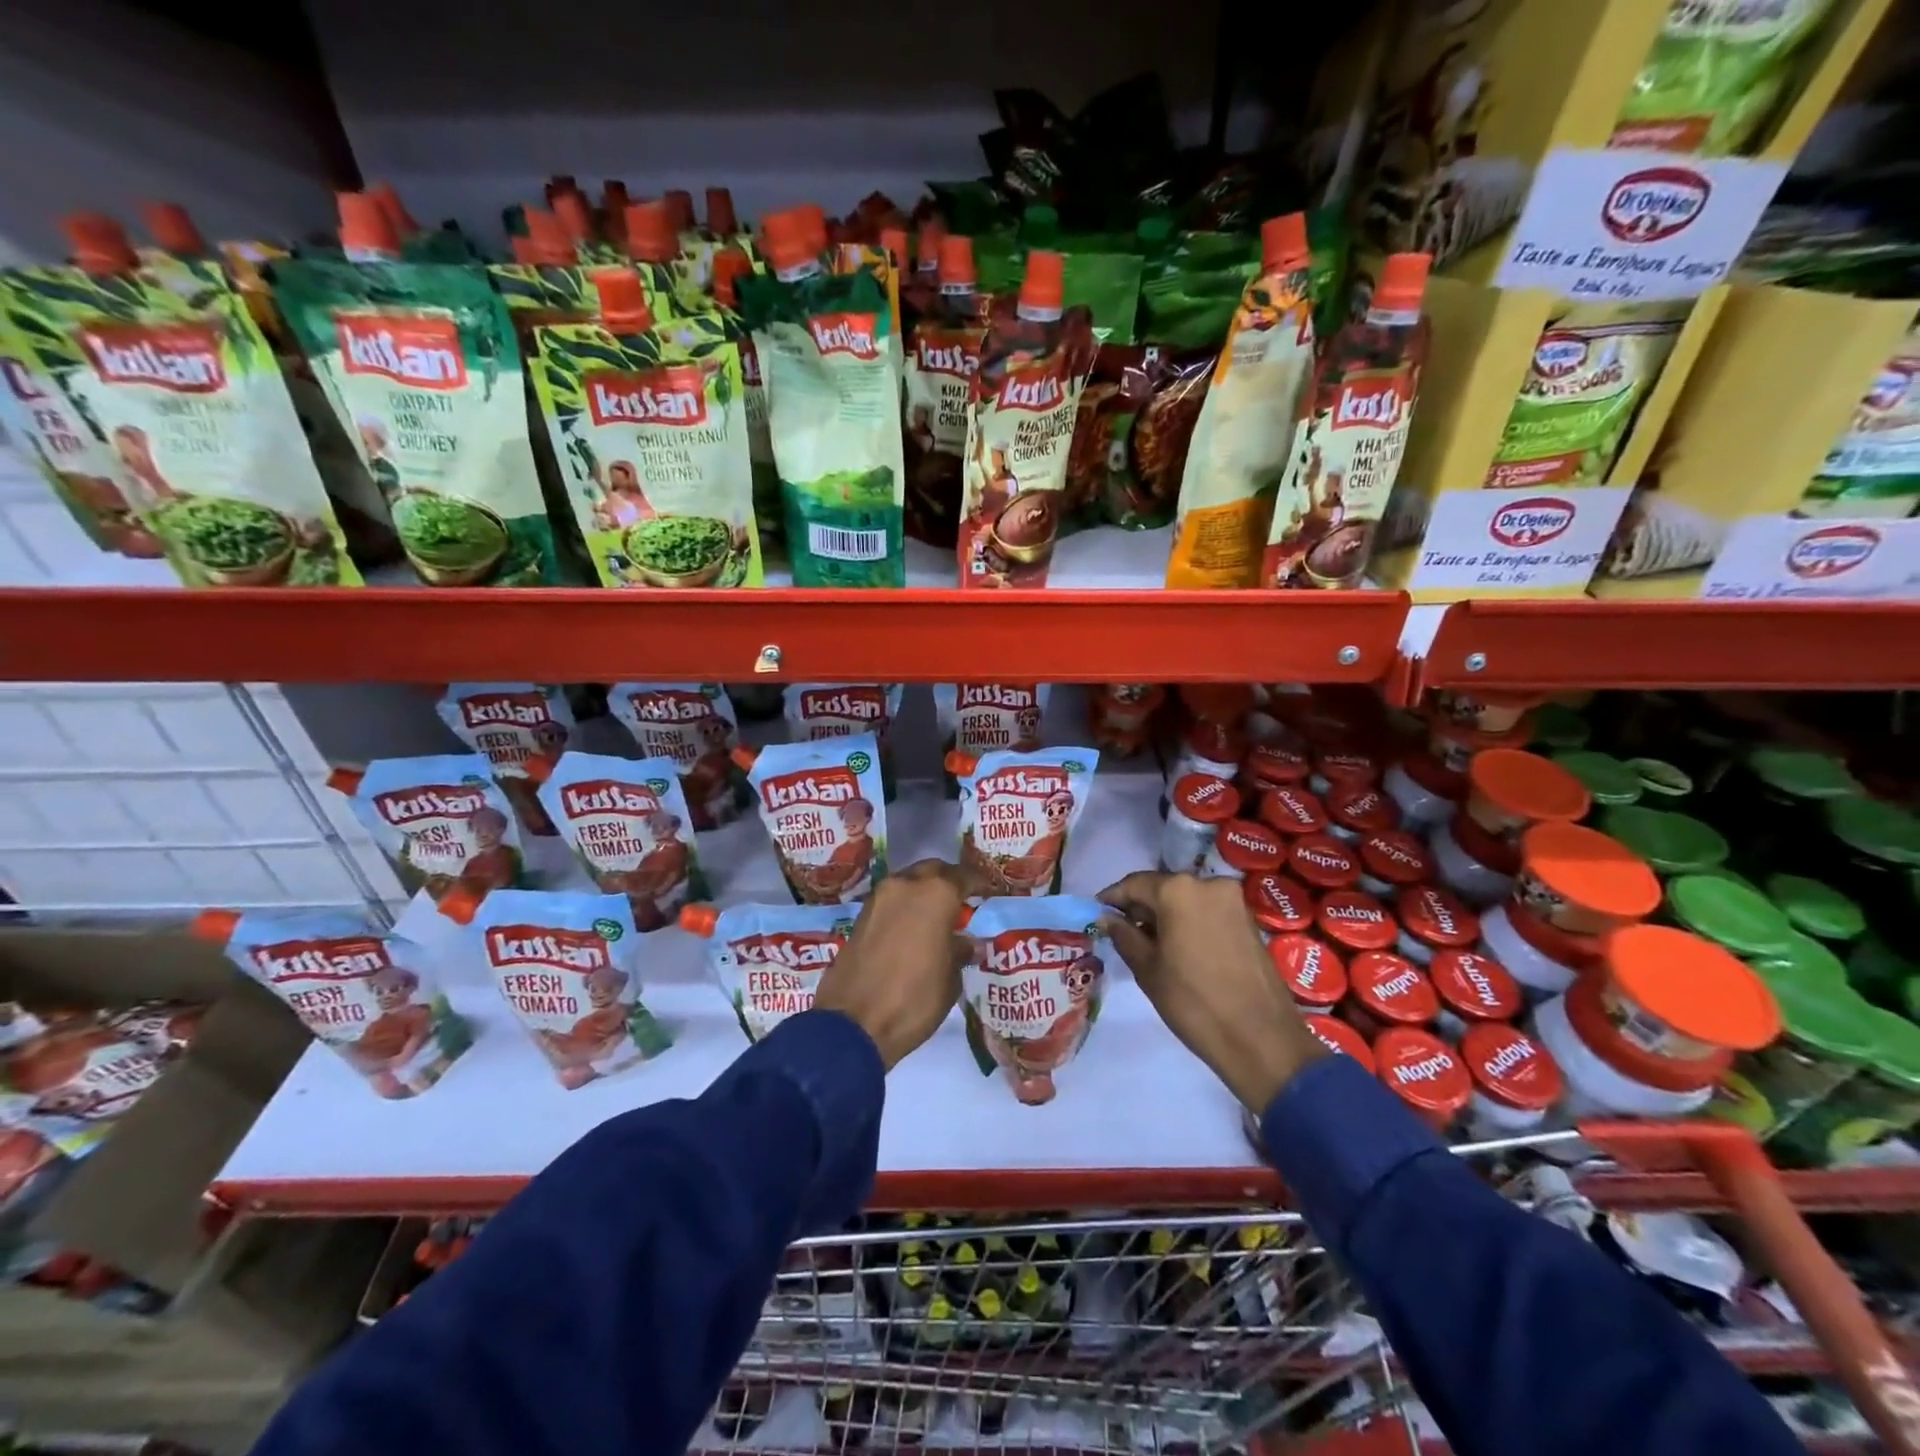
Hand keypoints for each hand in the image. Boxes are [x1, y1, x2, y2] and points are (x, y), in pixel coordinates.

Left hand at [814, 860, 973, 1069]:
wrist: (853, 1023)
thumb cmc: (914, 999)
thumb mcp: (950, 980)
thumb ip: (960, 952)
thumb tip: (967, 943)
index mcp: (936, 894)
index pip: (963, 876)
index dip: (978, 883)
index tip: (987, 892)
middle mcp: (905, 885)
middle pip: (932, 870)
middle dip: (947, 881)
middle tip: (960, 900)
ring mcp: (878, 898)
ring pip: (908, 883)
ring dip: (922, 893)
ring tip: (936, 916)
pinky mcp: (859, 916)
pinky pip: (890, 901)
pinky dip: (903, 908)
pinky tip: (912, 929)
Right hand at [1099, 872, 1327, 1112]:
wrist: (1261, 1039)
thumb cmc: (1194, 1002)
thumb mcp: (1148, 969)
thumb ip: (1124, 936)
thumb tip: (1108, 918)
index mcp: (1178, 890)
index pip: (1134, 884)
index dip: (1113, 897)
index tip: (1097, 911)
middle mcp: (1208, 884)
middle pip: (1163, 887)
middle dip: (1141, 906)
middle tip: (1121, 929)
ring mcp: (1233, 901)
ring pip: (1187, 898)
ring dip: (1166, 914)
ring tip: (1149, 941)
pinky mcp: (1249, 919)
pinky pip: (1208, 910)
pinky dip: (1189, 921)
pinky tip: (1178, 946)